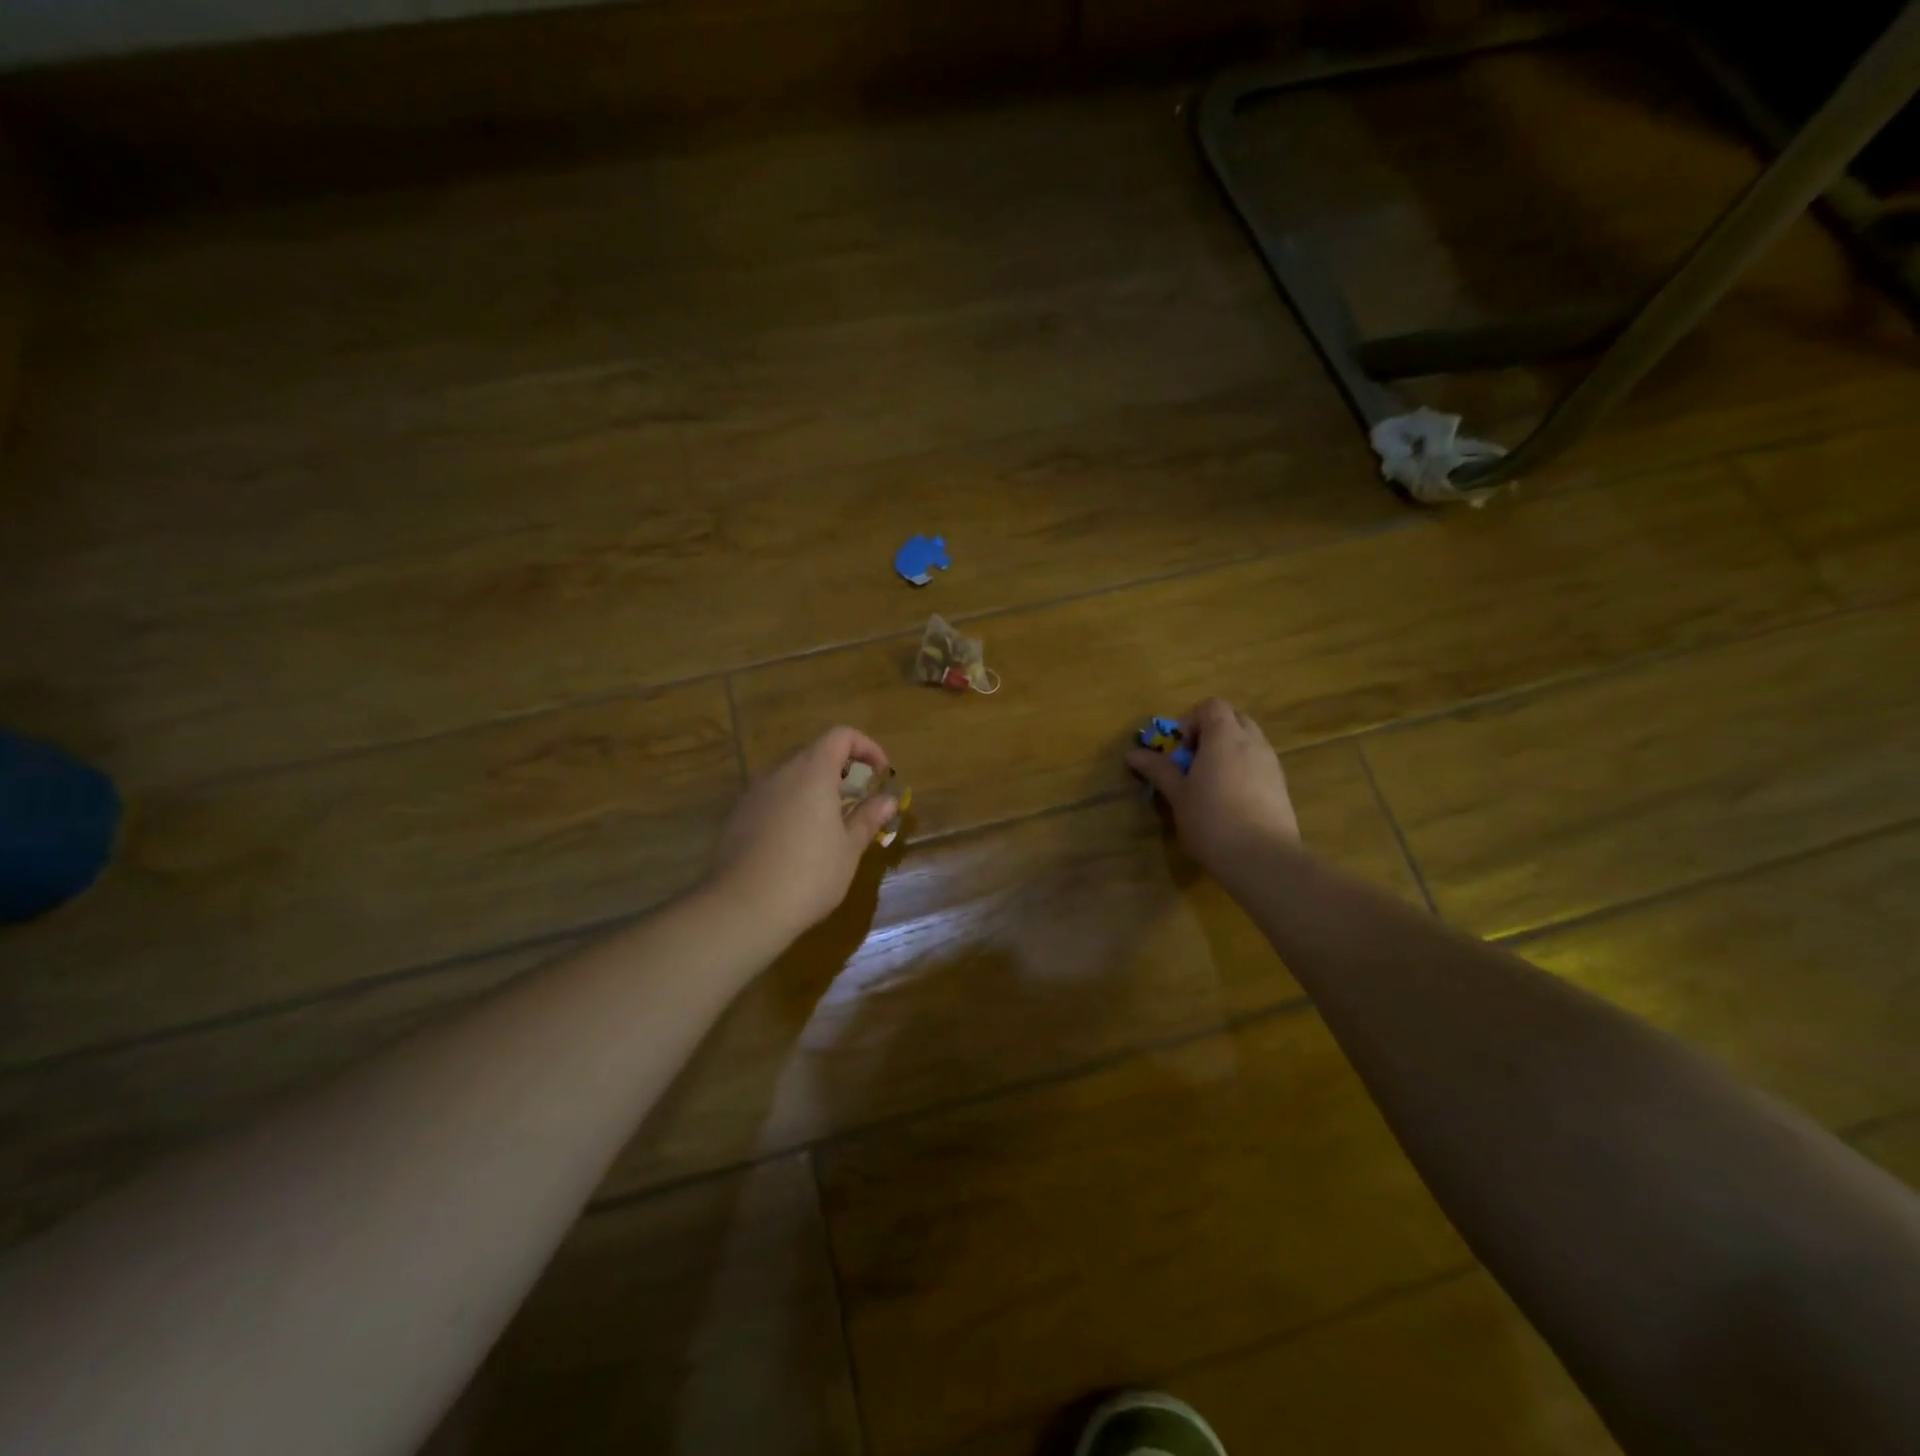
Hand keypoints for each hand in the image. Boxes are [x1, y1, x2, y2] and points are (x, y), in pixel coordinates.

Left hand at [710, 726, 898, 936]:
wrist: (743, 907)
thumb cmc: (809, 874)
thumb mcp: (849, 848)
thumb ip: (868, 818)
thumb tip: (888, 800)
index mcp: (812, 772)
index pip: (841, 736)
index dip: (866, 747)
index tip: (881, 774)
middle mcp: (780, 773)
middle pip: (814, 753)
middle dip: (842, 770)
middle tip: (859, 800)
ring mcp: (754, 793)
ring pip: (791, 777)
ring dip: (815, 789)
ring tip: (831, 823)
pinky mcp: (738, 816)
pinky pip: (772, 798)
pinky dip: (792, 805)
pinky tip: (798, 842)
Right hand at [1125, 698, 1298, 873]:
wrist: (1262, 858)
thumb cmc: (1211, 820)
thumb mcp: (1177, 795)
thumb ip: (1158, 769)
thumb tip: (1133, 753)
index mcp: (1224, 736)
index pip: (1211, 706)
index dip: (1191, 721)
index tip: (1180, 751)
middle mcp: (1252, 741)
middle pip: (1233, 719)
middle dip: (1211, 733)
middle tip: (1193, 763)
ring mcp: (1271, 763)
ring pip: (1249, 741)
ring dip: (1228, 752)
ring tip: (1211, 784)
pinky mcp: (1282, 786)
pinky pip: (1260, 763)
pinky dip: (1244, 770)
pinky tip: (1231, 801)